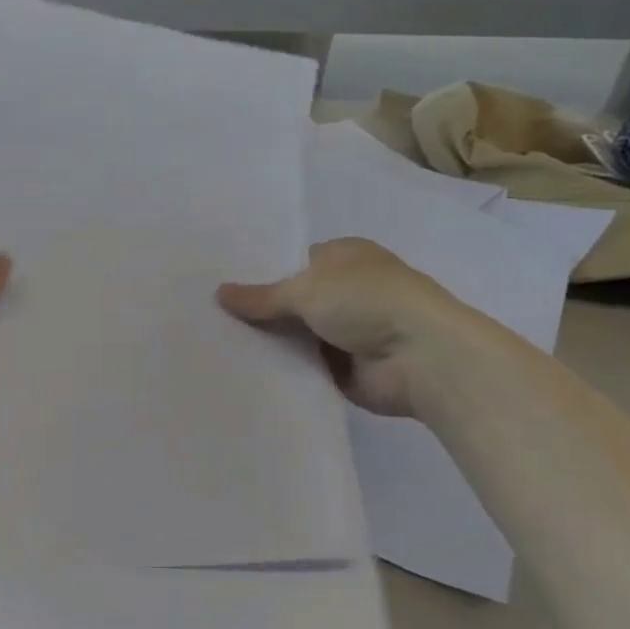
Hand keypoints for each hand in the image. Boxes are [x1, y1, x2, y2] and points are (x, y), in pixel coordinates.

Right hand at [217, 238, 497, 417]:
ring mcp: (346, 331)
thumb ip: (262, 296)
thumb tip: (219, 293)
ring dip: (268, 342)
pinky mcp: (344, 368)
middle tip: (207, 317)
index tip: (219, 286)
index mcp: (344, 257)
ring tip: (215, 345)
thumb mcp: (306, 288)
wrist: (422, 358)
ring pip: (295, 334)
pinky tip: (243, 371)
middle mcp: (346, 290)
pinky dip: (282, 368)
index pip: (292, 261)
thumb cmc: (368, 302)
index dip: (259, 273)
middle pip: (291, 300)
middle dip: (258, 310)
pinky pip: (303, 365)